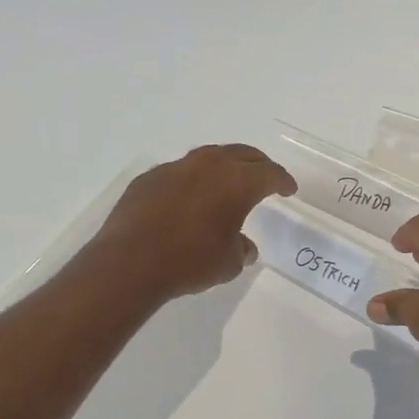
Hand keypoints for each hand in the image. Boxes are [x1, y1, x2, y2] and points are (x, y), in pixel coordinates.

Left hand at [92, 144, 295, 300]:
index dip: (283, 181)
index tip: (289, 189)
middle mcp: (209, 165)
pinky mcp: (149, 178)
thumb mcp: (229, 263)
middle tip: (265, 177)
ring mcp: (176, 168)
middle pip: (242, 154)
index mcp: (237, 182)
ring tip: (228, 183)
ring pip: (209, 158)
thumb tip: (243, 245)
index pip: (270, 174)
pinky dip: (192, 181)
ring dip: (224, 167)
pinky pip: (180, 173)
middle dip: (258, 165)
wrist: (129, 263)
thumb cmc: (190, 261)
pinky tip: (189, 199)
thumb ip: (241, 248)